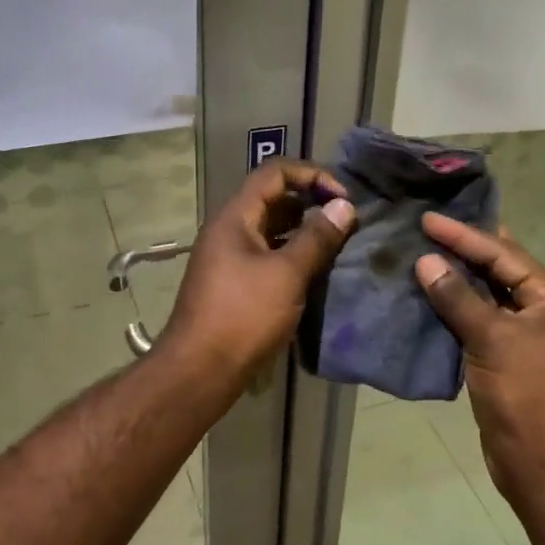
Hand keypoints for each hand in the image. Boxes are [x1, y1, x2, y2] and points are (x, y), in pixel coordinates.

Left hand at [160, 159, 356, 380]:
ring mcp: (228, 258)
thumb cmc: (243, 316)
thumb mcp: (287, 274)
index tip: (342, 197)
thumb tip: (344, 206)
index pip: (274, 173)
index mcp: (235, 217)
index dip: (311, 175)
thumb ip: (317, 237)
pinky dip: (291, 254)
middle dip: (310, 202)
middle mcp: (228, 230)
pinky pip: (267, 254)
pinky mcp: (233, 283)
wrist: (199, 371)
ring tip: (337, 243)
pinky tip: (315, 271)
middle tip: (345, 219)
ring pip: (271, 229)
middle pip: (272, 198)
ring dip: (303, 230)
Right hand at [414, 215, 544, 507]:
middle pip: (499, 270)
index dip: (464, 236)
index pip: (505, 255)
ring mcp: (527, 336)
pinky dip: (456, 308)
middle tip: (426, 227)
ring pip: (487, 296)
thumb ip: (458, 298)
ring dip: (457, 279)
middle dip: (463, 250)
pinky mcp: (508, 357)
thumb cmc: (526, 398)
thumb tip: (426, 261)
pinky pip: (479, 321)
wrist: (542, 467)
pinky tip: (429, 295)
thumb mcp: (492, 341)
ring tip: (421, 253)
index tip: (428, 219)